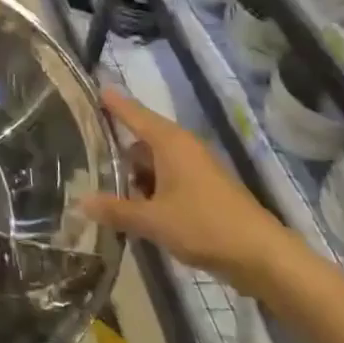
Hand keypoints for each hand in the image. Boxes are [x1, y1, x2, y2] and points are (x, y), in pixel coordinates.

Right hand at [79, 89, 296, 292]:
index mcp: (170, 142)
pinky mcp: (204, 188)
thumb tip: (80, 201)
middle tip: (82, 145)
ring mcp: (196, 167)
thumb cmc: (204, 226)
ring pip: (155, 160)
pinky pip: (167, 176)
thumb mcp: (153, 220)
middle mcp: (182, 147)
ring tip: (101, 179)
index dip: (112, 102)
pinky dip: (149, 185)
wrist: (263, 256)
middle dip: (116, 142)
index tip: (92, 86)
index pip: (133, 112)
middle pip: (142, 136)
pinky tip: (133, 203)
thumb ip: (115, 210)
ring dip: (132, 170)